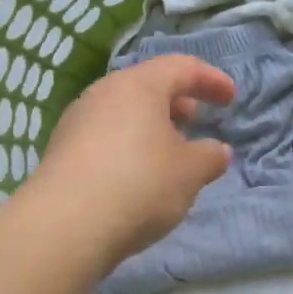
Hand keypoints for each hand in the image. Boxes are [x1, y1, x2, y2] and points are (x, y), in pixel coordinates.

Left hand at [29, 55, 235, 271]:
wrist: (65, 226)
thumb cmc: (139, 184)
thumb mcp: (190, 172)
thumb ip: (210, 156)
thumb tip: (217, 150)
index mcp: (139, 85)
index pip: (182, 67)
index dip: (211, 80)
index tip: (231, 99)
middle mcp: (104, 93)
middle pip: (147, 86)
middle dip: (178, 101)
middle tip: (197, 120)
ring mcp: (77, 121)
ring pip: (124, 112)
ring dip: (152, 126)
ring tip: (170, 153)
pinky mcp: (61, 151)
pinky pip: (105, 136)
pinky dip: (129, 144)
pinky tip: (138, 175)